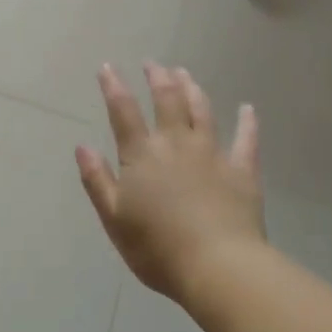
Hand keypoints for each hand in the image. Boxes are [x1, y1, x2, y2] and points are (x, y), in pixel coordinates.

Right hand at [76, 63, 264, 302]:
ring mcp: (212, 154)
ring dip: (192, 89)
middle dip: (157, 78)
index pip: (123, 112)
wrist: (218, 267)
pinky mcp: (242, 171)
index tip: (108, 66)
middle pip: (166, 101)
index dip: (114, 86)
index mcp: (142, 155)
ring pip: (202, 111)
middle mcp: (176, 144)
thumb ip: (97, 180)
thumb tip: (82, 146)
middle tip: (153, 63)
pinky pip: (246, 140)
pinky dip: (247, 122)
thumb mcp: (114, 218)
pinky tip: (248, 108)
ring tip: (185, 73)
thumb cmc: (157, 248)